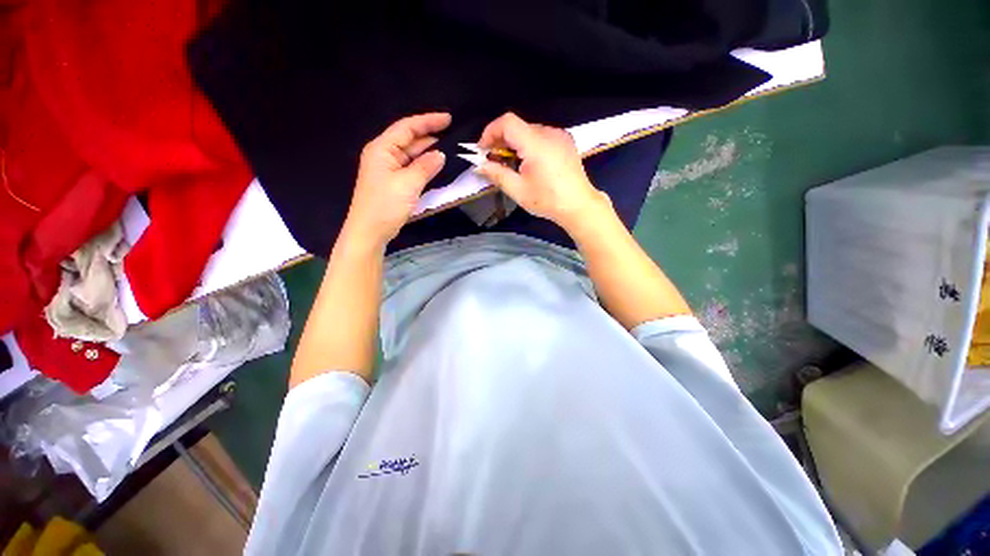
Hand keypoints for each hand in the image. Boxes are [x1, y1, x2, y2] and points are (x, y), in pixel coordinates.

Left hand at [342, 113, 450, 249]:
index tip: (448, 119)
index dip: (428, 121)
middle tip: (454, 136)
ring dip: (429, 153)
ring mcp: (389, 170)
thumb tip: (441, 154)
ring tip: (450, 149)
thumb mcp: (407, 184)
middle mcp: (385, 155)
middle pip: (410, 140)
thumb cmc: (385, 205)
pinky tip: (437, 167)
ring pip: (412, 156)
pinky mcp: (395, 183)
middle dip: (430, 137)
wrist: (370, 232)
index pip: (407, 128)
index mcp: (382, 149)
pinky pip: (412, 169)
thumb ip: (425, 167)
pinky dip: (425, 167)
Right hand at [476, 113, 607, 231]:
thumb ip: (497, 174)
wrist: (579, 205)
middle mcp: (549, 133)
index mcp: (536, 143)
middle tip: (494, 161)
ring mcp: (560, 136)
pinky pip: (542, 136)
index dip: (490, 132)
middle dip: (501, 141)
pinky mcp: (566, 142)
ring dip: (515, 144)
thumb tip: (479, 166)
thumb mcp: (518, 190)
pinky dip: (529, 145)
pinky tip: (530, 163)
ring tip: (512, 164)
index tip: (483, 150)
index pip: (507, 122)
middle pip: (518, 126)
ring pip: (529, 131)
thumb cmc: (548, 200)